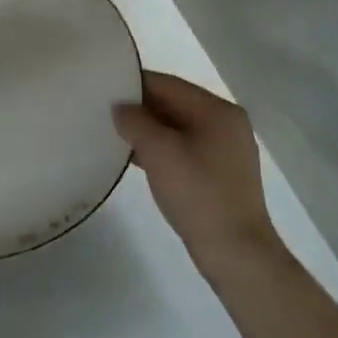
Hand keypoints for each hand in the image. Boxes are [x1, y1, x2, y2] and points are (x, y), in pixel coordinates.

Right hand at [114, 72, 280, 281]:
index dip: (133, 84)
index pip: (167, 84)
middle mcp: (226, 123)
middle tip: (102, 112)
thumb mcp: (158, 151)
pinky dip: (159, 149)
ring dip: (147, 130)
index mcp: (218, 110)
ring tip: (113, 134)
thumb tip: (120, 107)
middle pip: (173, 104)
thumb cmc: (197, 193)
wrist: (235, 253)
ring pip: (176, 128)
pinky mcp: (219, 174)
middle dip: (139, 108)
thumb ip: (134, 120)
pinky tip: (135, 158)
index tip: (101, 89)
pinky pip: (183, 148)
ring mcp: (225, 150)